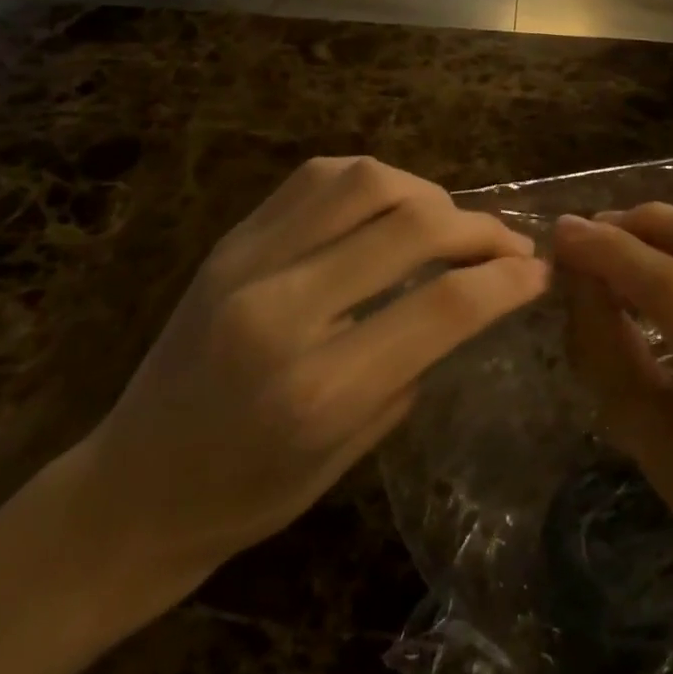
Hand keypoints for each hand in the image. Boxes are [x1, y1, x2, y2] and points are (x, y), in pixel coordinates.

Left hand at [81, 157, 548, 594]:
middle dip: (480, 228)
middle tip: (508, 244)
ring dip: (427, 193)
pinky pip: (316, 178)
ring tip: (447, 221)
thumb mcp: (353, 450)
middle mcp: (284, 309)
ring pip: (365, 181)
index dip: (506, 280)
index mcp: (320, 388)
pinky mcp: (230, 240)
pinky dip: (371, 180)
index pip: (443, 305)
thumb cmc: (250, 495)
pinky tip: (388, 205)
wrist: (133, 488)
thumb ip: (416, 362)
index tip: (539, 273)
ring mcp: (249, 262)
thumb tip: (472, 296)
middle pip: (412, 226)